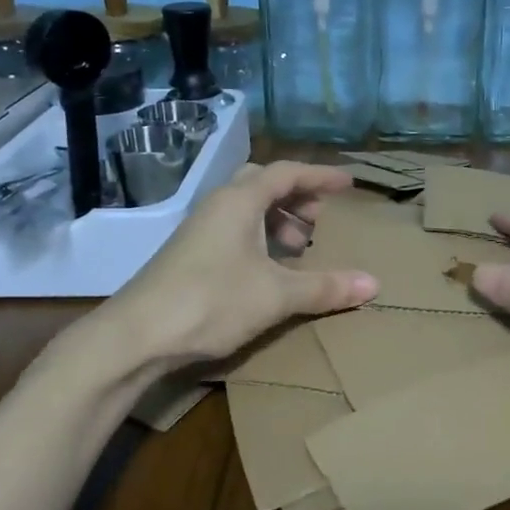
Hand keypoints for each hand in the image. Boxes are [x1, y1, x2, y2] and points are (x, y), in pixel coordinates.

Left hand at [100, 162, 378, 371]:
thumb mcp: (276, 295)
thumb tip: (374, 284)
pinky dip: (259, 238)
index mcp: (240, 201)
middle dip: (297, 197)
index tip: (349, 184)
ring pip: (246, 209)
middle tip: (320, 220)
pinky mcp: (188, 254)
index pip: (288, 173)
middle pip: (264, 184)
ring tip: (298, 248)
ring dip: (277, 220)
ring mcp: (199, 230)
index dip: (321, 176)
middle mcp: (218, 206)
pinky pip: (234, 230)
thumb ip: (325, 287)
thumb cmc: (211, 301)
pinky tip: (268, 270)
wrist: (135, 336)